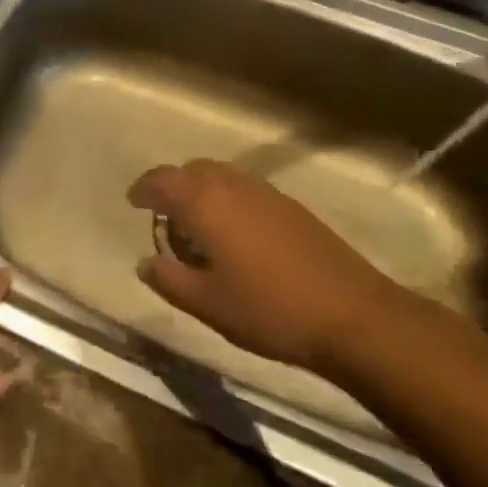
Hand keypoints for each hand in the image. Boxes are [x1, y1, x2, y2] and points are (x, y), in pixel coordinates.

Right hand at [132, 158, 403, 373]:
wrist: (354, 315)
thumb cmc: (269, 309)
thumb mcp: (207, 304)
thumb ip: (168, 279)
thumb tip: (145, 262)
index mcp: (204, 202)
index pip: (161, 180)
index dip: (143, 189)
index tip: (133, 202)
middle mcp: (232, 185)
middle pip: (191, 171)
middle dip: (173, 187)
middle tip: (165, 218)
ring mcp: (265, 192)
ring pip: (220, 176)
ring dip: (202, 191)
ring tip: (199, 227)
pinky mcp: (291, 206)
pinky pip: (244, 189)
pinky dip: (228, 199)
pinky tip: (237, 235)